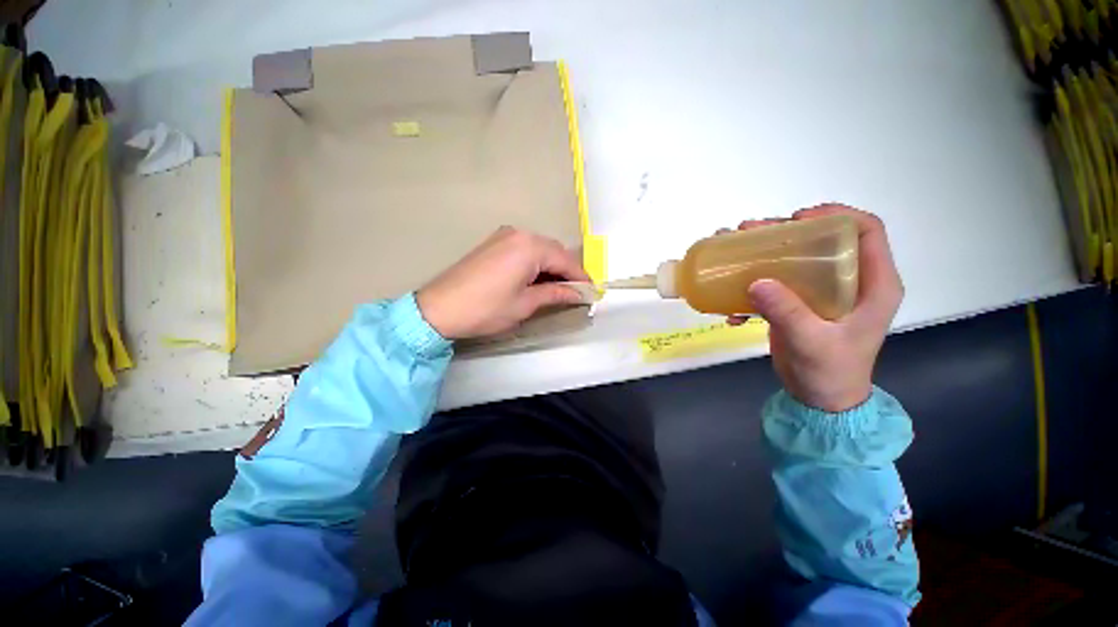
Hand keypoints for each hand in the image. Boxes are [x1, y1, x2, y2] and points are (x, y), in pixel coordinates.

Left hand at [417, 227, 591, 339]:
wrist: (439, 308)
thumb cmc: (487, 308)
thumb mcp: (525, 304)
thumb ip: (555, 294)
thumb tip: (577, 293)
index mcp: (530, 246)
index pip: (566, 260)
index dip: (580, 277)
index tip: (591, 292)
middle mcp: (519, 234)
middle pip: (553, 251)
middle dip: (566, 271)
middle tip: (574, 292)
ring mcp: (504, 236)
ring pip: (539, 249)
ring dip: (551, 267)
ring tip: (556, 289)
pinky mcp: (493, 243)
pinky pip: (524, 249)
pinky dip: (535, 263)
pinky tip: (535, 280)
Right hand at [729, 205, 903, 411]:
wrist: (820, 400)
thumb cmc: (830, 372)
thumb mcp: (811, 342)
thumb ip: (787, 312)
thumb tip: (756, 281)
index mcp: (873, 284)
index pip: (866, 231)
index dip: (835, 215)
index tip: (796, 219)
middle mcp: (851, 281)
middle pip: (822, 240)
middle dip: (783, 232)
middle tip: (749, 232)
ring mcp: (823, 293)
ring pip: (795, 259)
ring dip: (762, 254)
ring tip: (731, 251)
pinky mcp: (800, 303)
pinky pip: (776, 283)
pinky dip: (751, 286)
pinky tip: (730, 303)